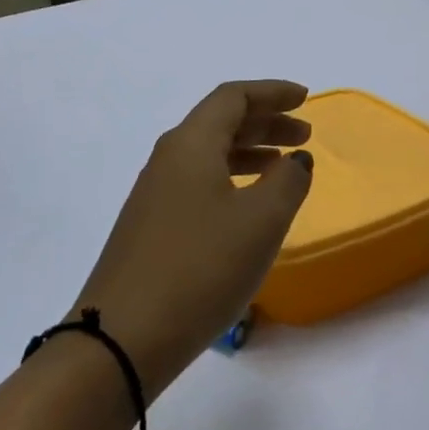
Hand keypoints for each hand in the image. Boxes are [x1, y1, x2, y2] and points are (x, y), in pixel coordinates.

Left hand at [68, 81, 314, 396]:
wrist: (123, 337)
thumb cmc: (201, 267)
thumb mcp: (261, 221)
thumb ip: (288, 181)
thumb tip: (296, 159)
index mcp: (191, 144)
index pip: (233, 97)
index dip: (272, 92)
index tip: (305, 99)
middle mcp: (168, 159)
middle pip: (221, 122)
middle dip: (266, 122)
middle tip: (304, 135)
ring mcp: (154, 194)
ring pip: (209, 154)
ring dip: (250, 152)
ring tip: (284, 166)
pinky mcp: (150, 227)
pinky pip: (198, 183)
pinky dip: (231, 179)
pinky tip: (248, 207)